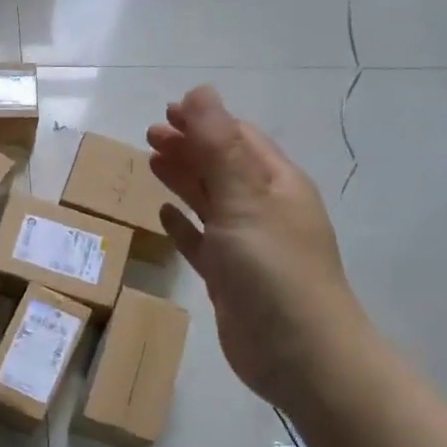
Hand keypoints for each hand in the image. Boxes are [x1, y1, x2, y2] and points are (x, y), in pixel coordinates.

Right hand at [148, 86, 363, 407]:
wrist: (298, 354)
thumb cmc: (273, 270)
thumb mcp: (244, 200)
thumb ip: (218, 147)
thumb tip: (200, 92)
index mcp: (276, 184)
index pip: (238, 139)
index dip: (205, 121)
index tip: (167, 110)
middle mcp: (264, 209)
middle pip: (222, 167)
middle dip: (189, 147)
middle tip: (149, 134)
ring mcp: (247, 246)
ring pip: (210, 202)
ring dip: (183, 180)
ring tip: (151, 162)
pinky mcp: (229, 278)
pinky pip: (202, 242)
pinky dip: (184, 225)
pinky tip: (164, 215)